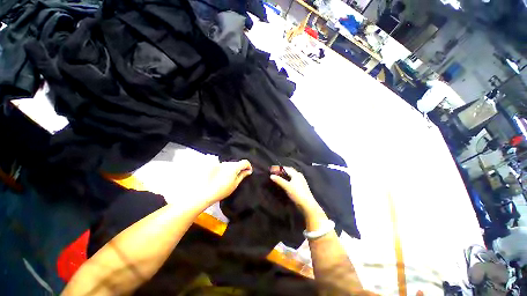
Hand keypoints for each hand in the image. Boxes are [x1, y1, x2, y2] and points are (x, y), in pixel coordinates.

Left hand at [202, 160, 251, 204]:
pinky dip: (223, 170)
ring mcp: (219, 164)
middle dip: (239, 168)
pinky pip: (222, 166)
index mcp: (234, 167)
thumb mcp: (235, 184)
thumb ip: (243, 175)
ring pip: (229, 164)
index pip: (245, 162)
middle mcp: (227, 163)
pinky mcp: (213, 166)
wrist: (204, 193)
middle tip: (238, 177)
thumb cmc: (220, 191)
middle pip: (236, 163)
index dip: (248, 166)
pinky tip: (220, 177)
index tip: (248, 171)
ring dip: (231, 169)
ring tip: (227, 179)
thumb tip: (248, 171)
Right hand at [269, 166, 323, 217]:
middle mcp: (298, 175)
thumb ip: (279, 180)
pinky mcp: (301, 185)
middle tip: (274, 172)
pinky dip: (287, 178)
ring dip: (284, 174)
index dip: (278, 168)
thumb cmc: (297, 193)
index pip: (285, 168)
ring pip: (291, 175)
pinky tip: (285, 182)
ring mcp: (301, 180)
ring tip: (278, 176)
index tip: (271, 169)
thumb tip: (271, 176)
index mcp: (295, 173)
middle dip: (281, 170)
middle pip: (289, 170)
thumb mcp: (287, 186)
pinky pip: (293, 179)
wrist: (307, 204)